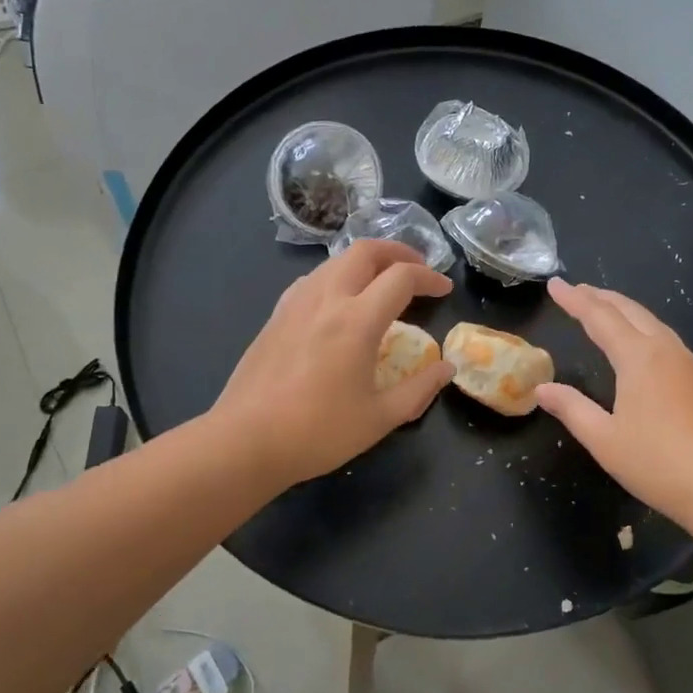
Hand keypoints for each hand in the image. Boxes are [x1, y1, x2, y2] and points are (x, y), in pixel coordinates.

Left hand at [212, 240, 453, 488]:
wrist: (245, 441)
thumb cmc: (318, 432)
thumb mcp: (379, 418)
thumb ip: (419, 390)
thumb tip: (446, 368)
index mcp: (357, 321)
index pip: (401, 277)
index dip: (430, 277)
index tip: (444, 289)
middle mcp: (327, 299)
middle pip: (365, 251)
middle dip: (397, 252)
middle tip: (416, 271)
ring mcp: (296, 303)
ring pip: (336, 261)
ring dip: (366, 262)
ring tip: (381, 283)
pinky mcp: (276, 315)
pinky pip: (313, 279)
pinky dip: (338, 276)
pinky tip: (340, 303)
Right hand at [536, 279, 692, 535]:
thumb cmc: (659, 464)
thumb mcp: (604, 440)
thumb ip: (572, 409)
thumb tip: (542, 388)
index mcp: (638, 358)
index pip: (599, 317)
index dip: (574, 300)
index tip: (555, 285)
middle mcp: (666, 351)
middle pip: (630, 311)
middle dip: (601, 297)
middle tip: (577, 290)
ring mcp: (691, 364)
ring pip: (653, 323)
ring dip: (625, 311)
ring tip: (606, 310)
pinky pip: (669, 341)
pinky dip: (645, 330)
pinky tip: (644, 346)